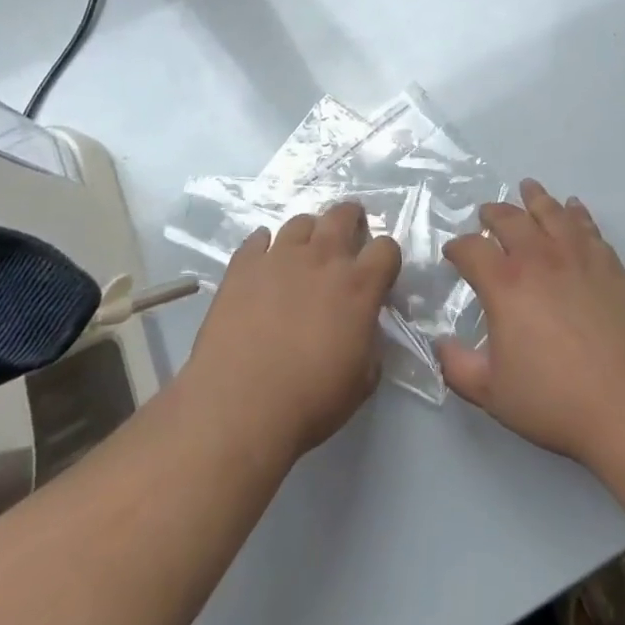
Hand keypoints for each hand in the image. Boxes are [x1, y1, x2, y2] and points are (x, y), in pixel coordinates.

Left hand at [181, 202, 401, 460]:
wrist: (238, 409)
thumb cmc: (309, 402)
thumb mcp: (362, 381)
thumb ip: (371, 343)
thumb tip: (365, 328)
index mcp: (358, 286)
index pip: (386, 248)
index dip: (386, 258)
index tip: (379, 273)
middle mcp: (322, 259)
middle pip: (343, 215)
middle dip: (351, 220)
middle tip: (348, 237)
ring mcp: (279, 257)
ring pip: (300, 222)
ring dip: (308, 234)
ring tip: (303, 254)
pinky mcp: (242, 267)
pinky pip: (257, 240)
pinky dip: (264, 247)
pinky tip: (263, 264)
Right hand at [436, 181, 624, 471]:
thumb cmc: (557, 400)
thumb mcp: (493, 394)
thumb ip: (458, 367)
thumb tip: (440, 344)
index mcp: (505, 284)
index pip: (472, 250)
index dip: (458, 248)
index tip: (453, 253)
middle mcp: (539, 258)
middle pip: (510, 220)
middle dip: (493, 214)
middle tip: (486, 214)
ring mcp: (578, 256)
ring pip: (551, 212)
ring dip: (535, 198)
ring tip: (527, 187)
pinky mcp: (610, 263)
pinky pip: (587, 226)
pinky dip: (576, 212)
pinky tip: (573, 208)